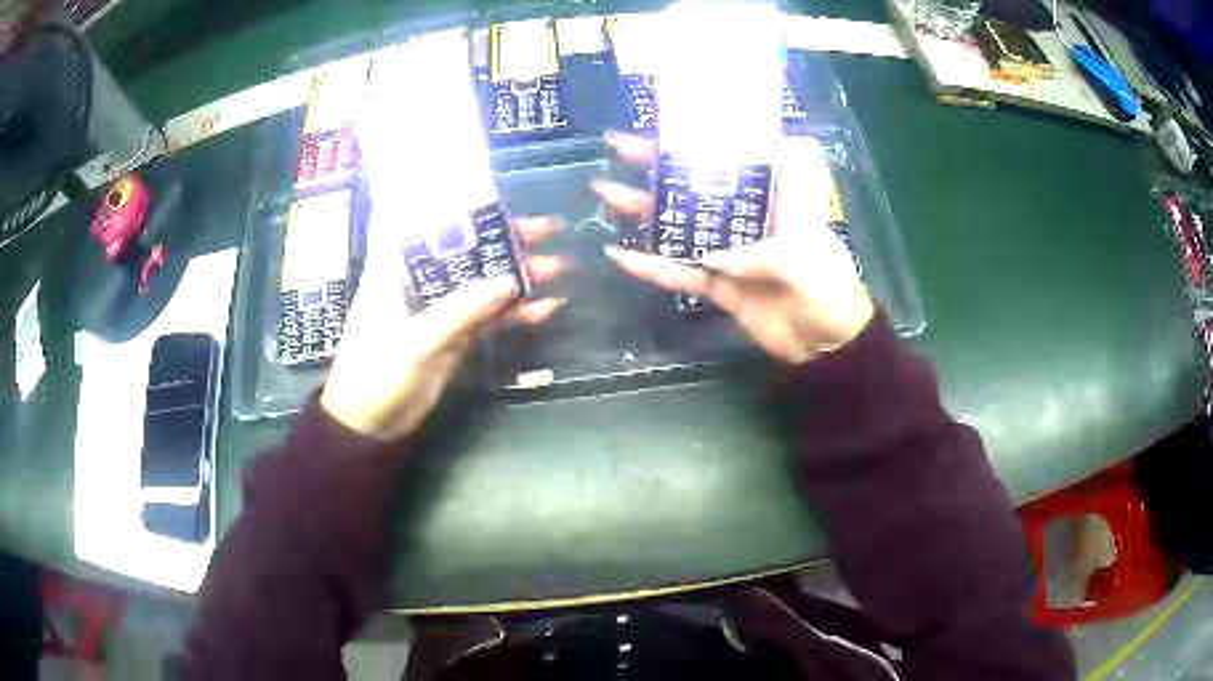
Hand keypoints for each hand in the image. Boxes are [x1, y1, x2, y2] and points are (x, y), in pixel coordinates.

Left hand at [320, 216, 566, 440]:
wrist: (370, 424)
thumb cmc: (375, 373)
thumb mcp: (415, 341)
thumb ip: (460, 311)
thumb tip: (510, 282)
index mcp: (396, 266)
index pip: (425, 219)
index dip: (455, 200)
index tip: (493, 189)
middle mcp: (420, 279)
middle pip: (467, 248)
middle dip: (507, 238)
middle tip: (550, 228)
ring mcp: (439, 307)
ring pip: (483, 281)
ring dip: (519, 275)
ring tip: (560, 266)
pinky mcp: (453, 334)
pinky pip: (489, 316)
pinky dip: (515, 313)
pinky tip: (547, 308)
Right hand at [593, 132, 873, 364]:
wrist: (830, 346)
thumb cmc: (830, 289)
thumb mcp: (805, 259)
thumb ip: (759, 253)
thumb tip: (710, 256)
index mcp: (774, 197)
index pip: (737, 155)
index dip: (706, 135)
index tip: (670, 118)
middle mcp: (747, 216)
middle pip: (697, 183)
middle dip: (658, 163)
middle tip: (616, 145)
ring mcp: (729, 251)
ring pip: (680, 224)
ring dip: (644, 209)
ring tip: (605, 191)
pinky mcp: (719, 285)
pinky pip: (681, 273)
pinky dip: (652, 267)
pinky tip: (619, 255)